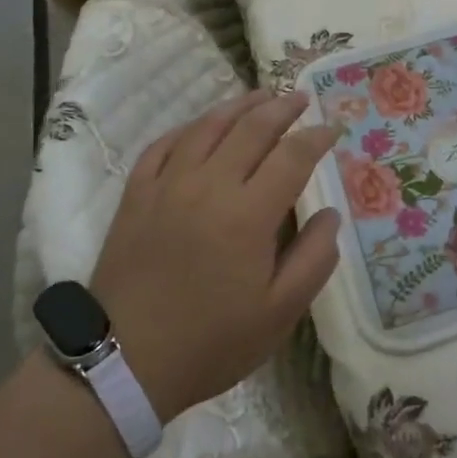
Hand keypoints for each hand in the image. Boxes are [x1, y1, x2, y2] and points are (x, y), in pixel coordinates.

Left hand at [88, 90, 342, 422]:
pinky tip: (202, 125)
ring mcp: (168, 184)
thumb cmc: (210, 341)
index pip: (292, 156)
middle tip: (301, 98)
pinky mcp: (136, 193)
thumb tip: (331, 214)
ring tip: (261, 95)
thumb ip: (314, 259)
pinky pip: (164, 144)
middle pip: (252, 128)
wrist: (123, 362)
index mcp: (249, 214)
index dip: (317, 137)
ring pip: (208, 126)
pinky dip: (189, 127)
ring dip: (239, 106)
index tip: (333, 128)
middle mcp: (209, 184)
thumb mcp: (278, 314)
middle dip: (283, 108)